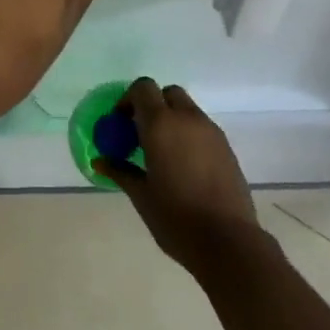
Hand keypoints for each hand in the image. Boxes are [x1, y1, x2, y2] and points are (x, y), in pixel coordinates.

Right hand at [94, 78, 263, 273]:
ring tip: (162, 153)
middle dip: (152, 105)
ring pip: (187, 109)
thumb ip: (120, 171)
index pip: (143, 88)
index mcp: (161, 124)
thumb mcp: (141, 195)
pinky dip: (188, 134)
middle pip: (167, 93)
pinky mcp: (226, 147)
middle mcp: (187, 119)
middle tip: (141, 134)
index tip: (120, 124)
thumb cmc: (176, 218)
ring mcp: (211, 131)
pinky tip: (183, 166)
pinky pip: (202, 128)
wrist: (228, 241)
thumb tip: (101, 160)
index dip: (128, 100)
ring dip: (172, 119)